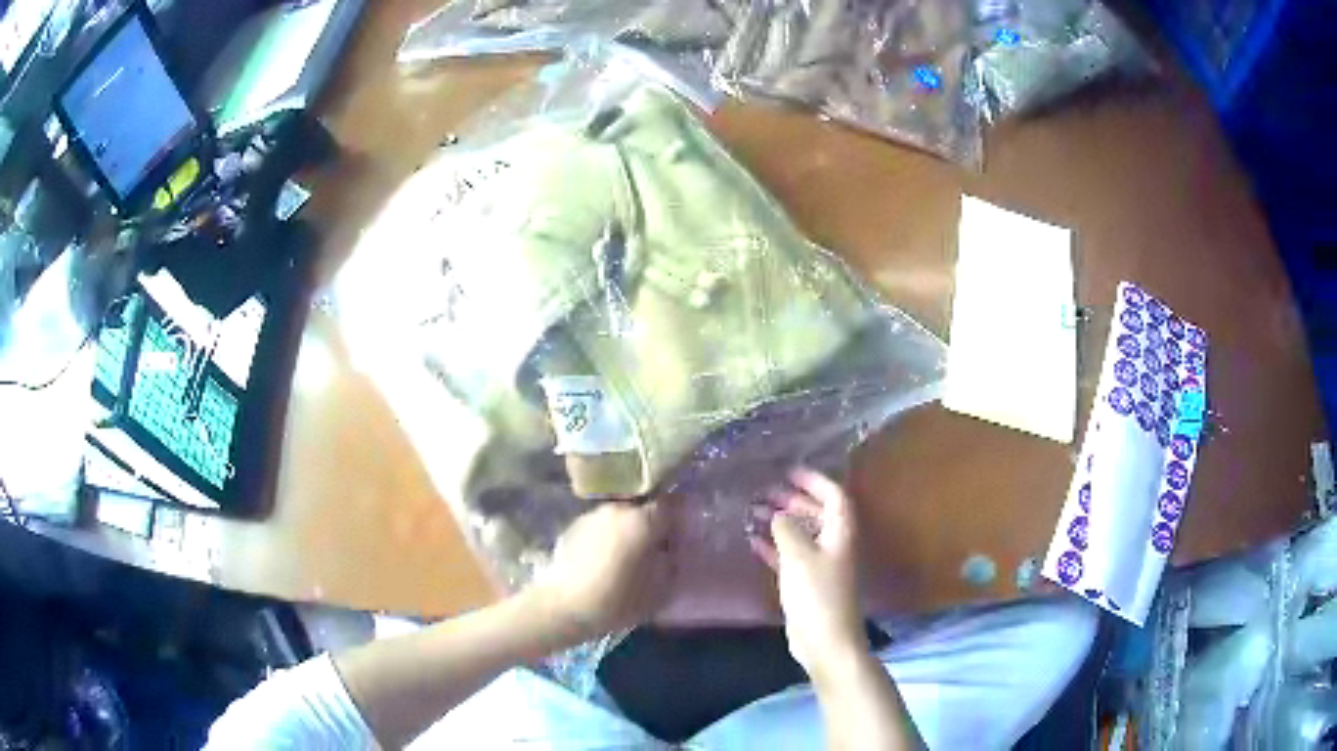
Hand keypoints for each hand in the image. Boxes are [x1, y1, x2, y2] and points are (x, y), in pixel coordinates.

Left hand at [531, 500, 673, 642]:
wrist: (563, 606)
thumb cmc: (618, 600)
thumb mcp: (660, 589)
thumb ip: (672, 562)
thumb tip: (672, 550)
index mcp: (642, 520)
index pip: (672, 503)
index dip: (680, 516)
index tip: (683, 532)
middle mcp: (617, 509)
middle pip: (644, 510)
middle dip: (652, 526)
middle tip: (657, 549)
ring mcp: (592, 516)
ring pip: (621, 518)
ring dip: (628, 532)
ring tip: (629, 558)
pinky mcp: (573, 527)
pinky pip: (601, 528)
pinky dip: (608, 539)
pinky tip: (605, 562)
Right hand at [748, 468, 866, 680]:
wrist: (825, 641)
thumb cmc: (817, 594)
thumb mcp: (799, 557)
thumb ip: (787, 530)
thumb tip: (778, 514)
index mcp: (840, 533)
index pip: (833, 495)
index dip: (814, 481)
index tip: (788, 472)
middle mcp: (834, 545)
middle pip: (817, 514)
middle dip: (793, 500)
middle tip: (765, 492)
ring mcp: (822, 566)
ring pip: (802, 535)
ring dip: (781, 523)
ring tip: (753, 513)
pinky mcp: (808, 585)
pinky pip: (791, 557)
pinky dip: (775, 547)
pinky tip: (754, 542)